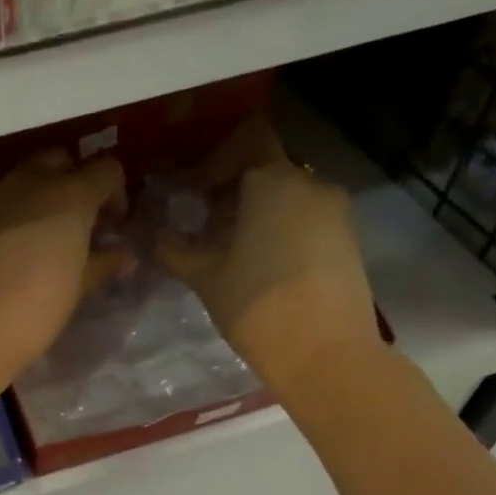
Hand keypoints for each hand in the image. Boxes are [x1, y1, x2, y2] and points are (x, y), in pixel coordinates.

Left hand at [0, 149, 130, 381]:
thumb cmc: (32, 310)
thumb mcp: (76, 289)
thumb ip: (102, 264)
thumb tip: (123, 256)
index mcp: (69, 195)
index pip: (106, 169)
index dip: (116, 193)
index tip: (113, 226)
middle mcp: (30, 183)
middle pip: (60, 161)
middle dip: (73, 183)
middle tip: (76, 224)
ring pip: (23, 179)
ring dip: (38, 198)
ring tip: (42, 240)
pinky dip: (9, 215)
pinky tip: (8, 251)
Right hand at [155, 115, 381, 399]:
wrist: (327, 355)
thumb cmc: (256, 305)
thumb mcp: (204, 276)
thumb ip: (172, 248)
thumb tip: (148, 234)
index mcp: (274, 181)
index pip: (246, 139)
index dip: (215, 159)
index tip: (190, 191)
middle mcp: (310, 184)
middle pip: (265, 166)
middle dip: (230, 187)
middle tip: (199, 220)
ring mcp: (334, 211)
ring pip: (286, 193)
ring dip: (254, 208)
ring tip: (226, 245)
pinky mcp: (346, 238)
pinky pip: (305, 215)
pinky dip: (278, 225)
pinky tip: (257, 260)